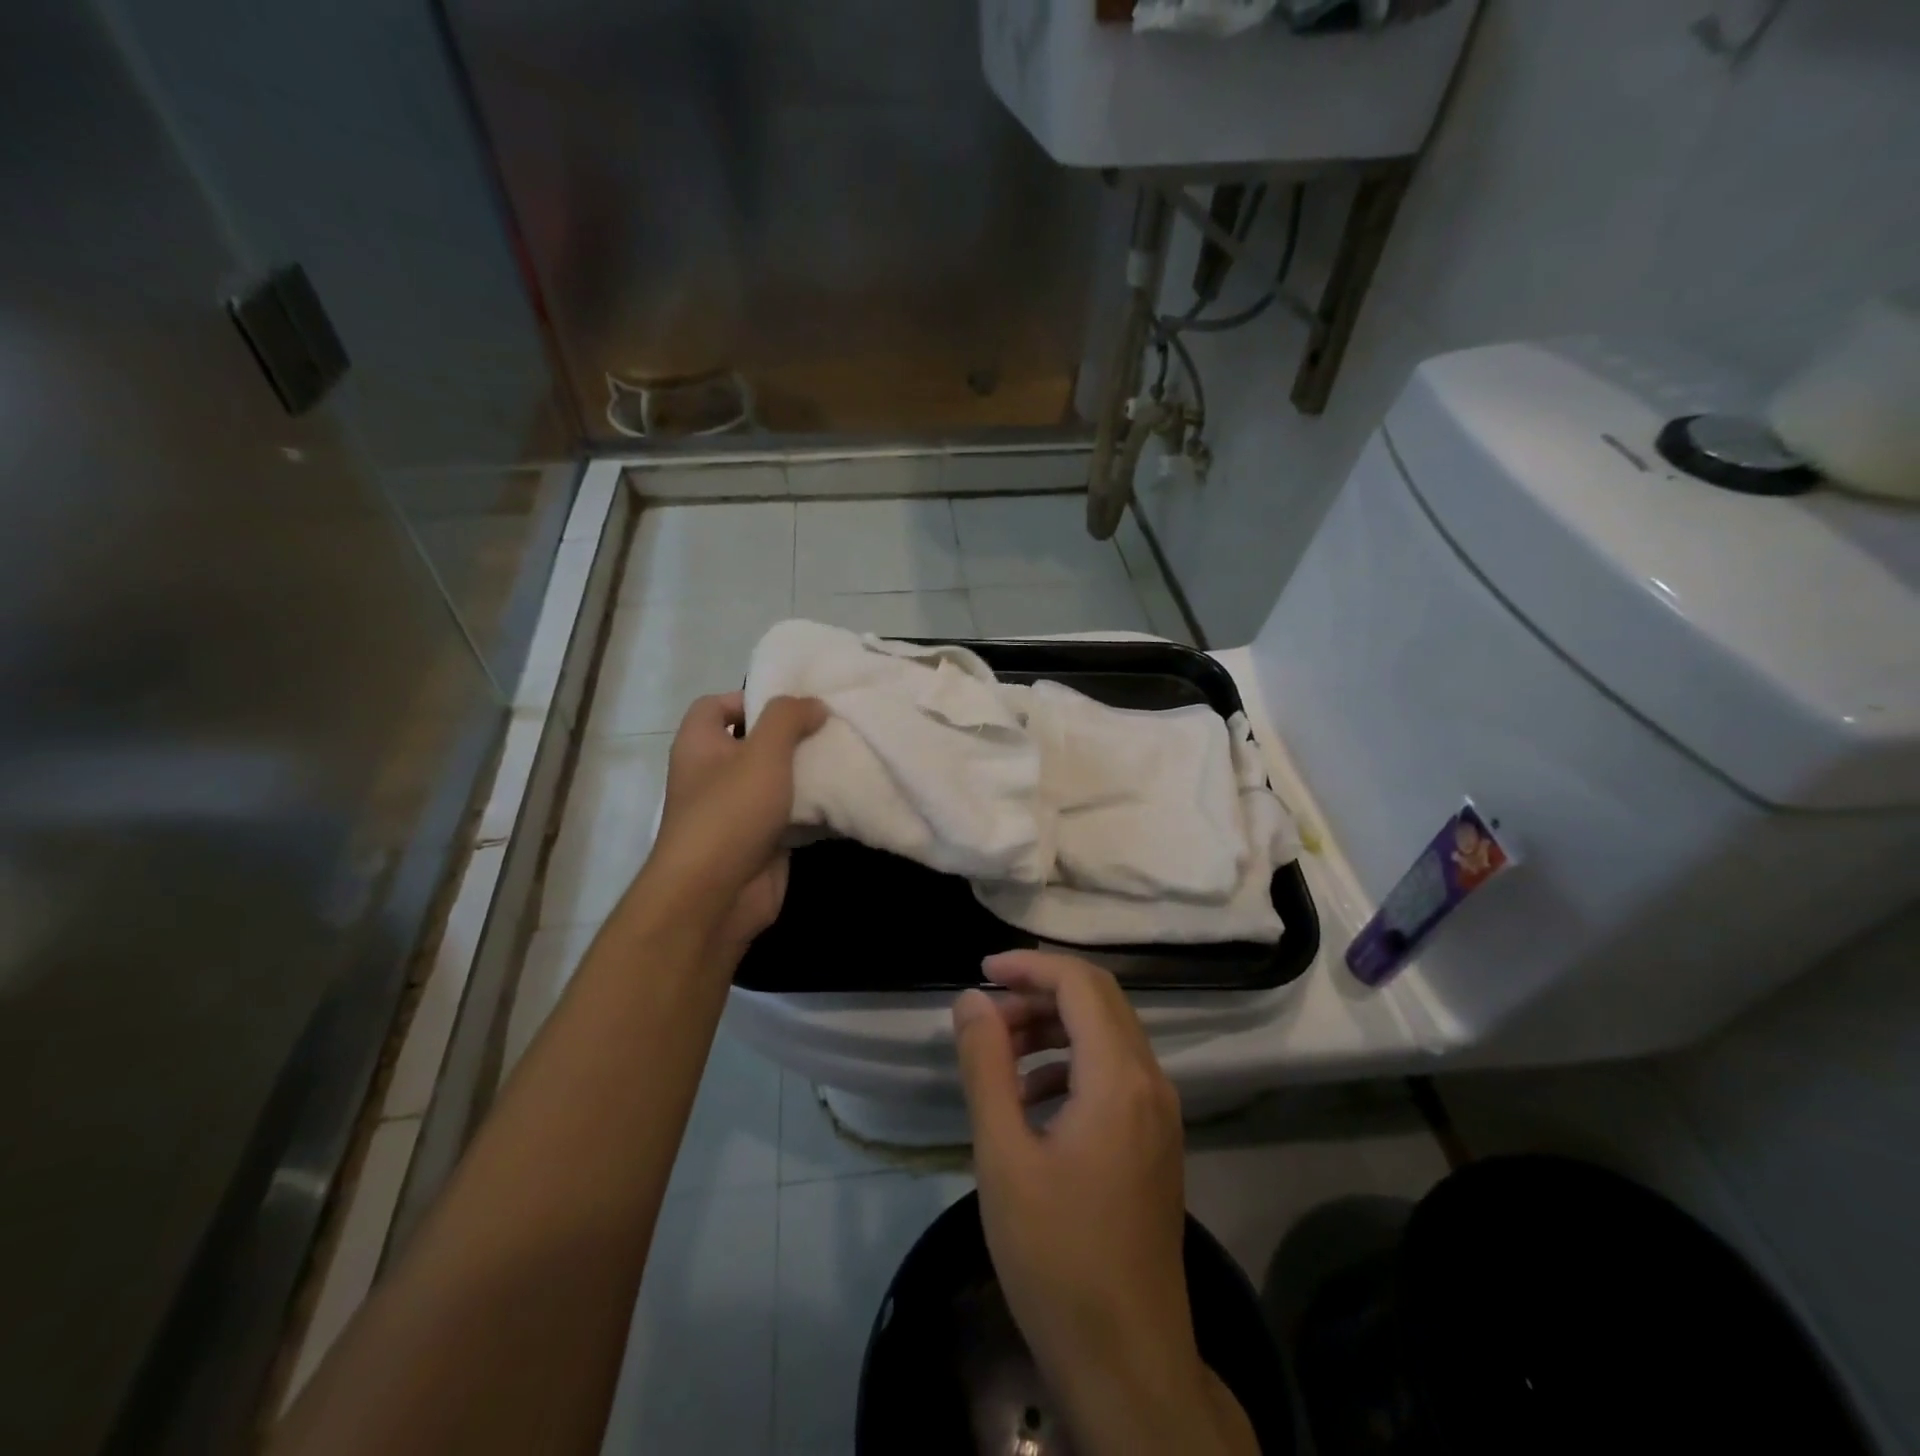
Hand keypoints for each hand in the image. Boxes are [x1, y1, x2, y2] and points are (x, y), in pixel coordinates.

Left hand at [641, 691, 826, 955]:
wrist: (716, 896)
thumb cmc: (730, 812)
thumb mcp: (762, 751)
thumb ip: (788, 718)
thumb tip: (813, 705)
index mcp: (700, 745)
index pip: (716, 705)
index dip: (750, 698)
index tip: (793, 704)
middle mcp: (715, 774)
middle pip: (755, 742)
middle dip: (793, 735)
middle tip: (833, 726)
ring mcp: (739, 810)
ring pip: (779, 780)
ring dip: (810, 771)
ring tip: (848, 754)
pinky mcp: (763, 840)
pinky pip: (793, 814)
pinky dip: (816, 807)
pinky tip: (847, 795)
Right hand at [953, 951, 1256, 1455]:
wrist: (1128, 1364)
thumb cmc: (1057, 1258)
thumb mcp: (1004, 1156)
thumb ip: (986, 1066)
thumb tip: (971, 1000)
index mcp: (1119, 1077)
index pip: (1080, 983)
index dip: (1029, 966)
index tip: (980, 972)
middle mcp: (1151, 1082)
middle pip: (1099, 1000)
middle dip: (1039, 992)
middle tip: (985, 1012)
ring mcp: (1160, 1113)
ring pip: (1108, 1035)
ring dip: (1053, 1027)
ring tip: (999, 1053)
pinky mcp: (1154, 1141)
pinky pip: (1114, 1073)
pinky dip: (1071, 1063)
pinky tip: (1031, 1099)